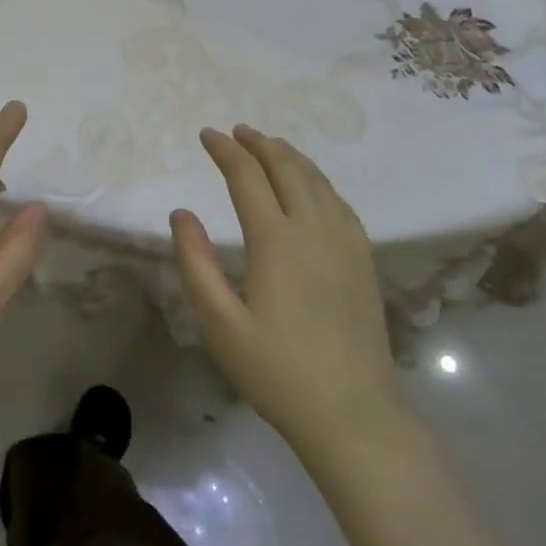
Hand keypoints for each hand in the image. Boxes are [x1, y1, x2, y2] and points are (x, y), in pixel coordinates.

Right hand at [169, 125, 404, 455]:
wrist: (353, 413)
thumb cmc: (277, 372)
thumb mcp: (220, 324)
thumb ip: (195, 264)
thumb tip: (181, 214)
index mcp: (276, 241)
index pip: (247, 177)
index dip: (225, 152)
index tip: (206, 135)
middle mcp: (314, 230)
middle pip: (287, 169)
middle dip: (259, 144)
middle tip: (237, 131)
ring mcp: (345, 243)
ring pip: (318, 181)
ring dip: (290, 156)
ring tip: (270, 145)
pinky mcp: (364, 260)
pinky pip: (340, 202)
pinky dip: (319, 181)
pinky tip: (312, 186)